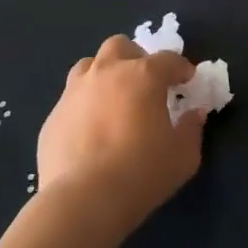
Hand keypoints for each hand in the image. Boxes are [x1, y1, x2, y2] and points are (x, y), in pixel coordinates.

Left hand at [36, 36, 203, 233]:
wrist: (83, 201)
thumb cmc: (142, 173)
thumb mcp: (184, 156)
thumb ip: (192, 129)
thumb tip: (194, 114)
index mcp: (143, 76)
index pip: (168, 59)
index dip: (182, 68)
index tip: (187, 82)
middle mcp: (107, 73)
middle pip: (120, 46)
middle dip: (136, 58)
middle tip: (146, 84)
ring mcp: (74, 92)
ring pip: (89, 66)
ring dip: (105, 75)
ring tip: (114, 100)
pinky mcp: (53, 116)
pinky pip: (72, 99)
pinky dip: (85, 106)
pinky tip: (91, 132)